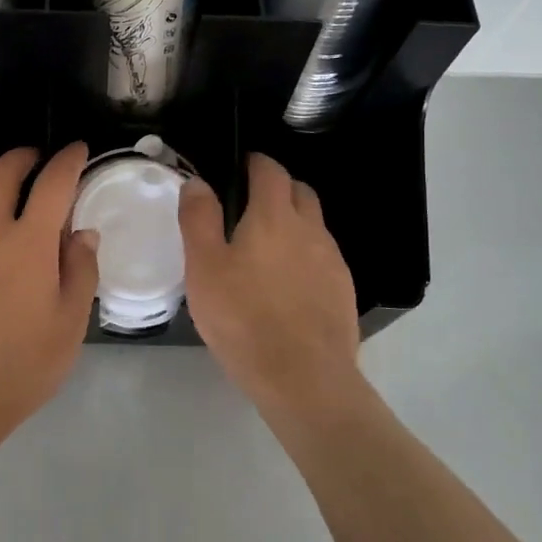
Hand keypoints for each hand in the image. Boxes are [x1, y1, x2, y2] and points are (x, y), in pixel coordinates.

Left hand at [0, 143, 99, 448]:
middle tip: (35, 159)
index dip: (68, 159)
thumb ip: (80, 270)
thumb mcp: (69, 324)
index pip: (53, 183)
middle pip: (1, 172)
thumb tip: (82, 233)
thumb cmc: (20, 366)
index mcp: (29, 243)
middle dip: (22, 157)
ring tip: (2, 195)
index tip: (77, 150)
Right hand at [180, 153, 362, 418]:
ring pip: (314, 224)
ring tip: (266, 246)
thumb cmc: (244, 319)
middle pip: (300, 191)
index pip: (270, 170)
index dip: (256, 162)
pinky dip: (305, 254)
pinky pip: (323, 256)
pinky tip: (287, 282)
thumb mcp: (204, 268)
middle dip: (278, 187)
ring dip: (293, 221)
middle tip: (250, 204)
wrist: (304, 379)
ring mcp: (332, 260)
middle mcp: (310, 229)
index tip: (241, 166)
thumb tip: (198, 182)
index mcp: (274, 216)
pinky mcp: (343, 290)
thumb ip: (199, 219)